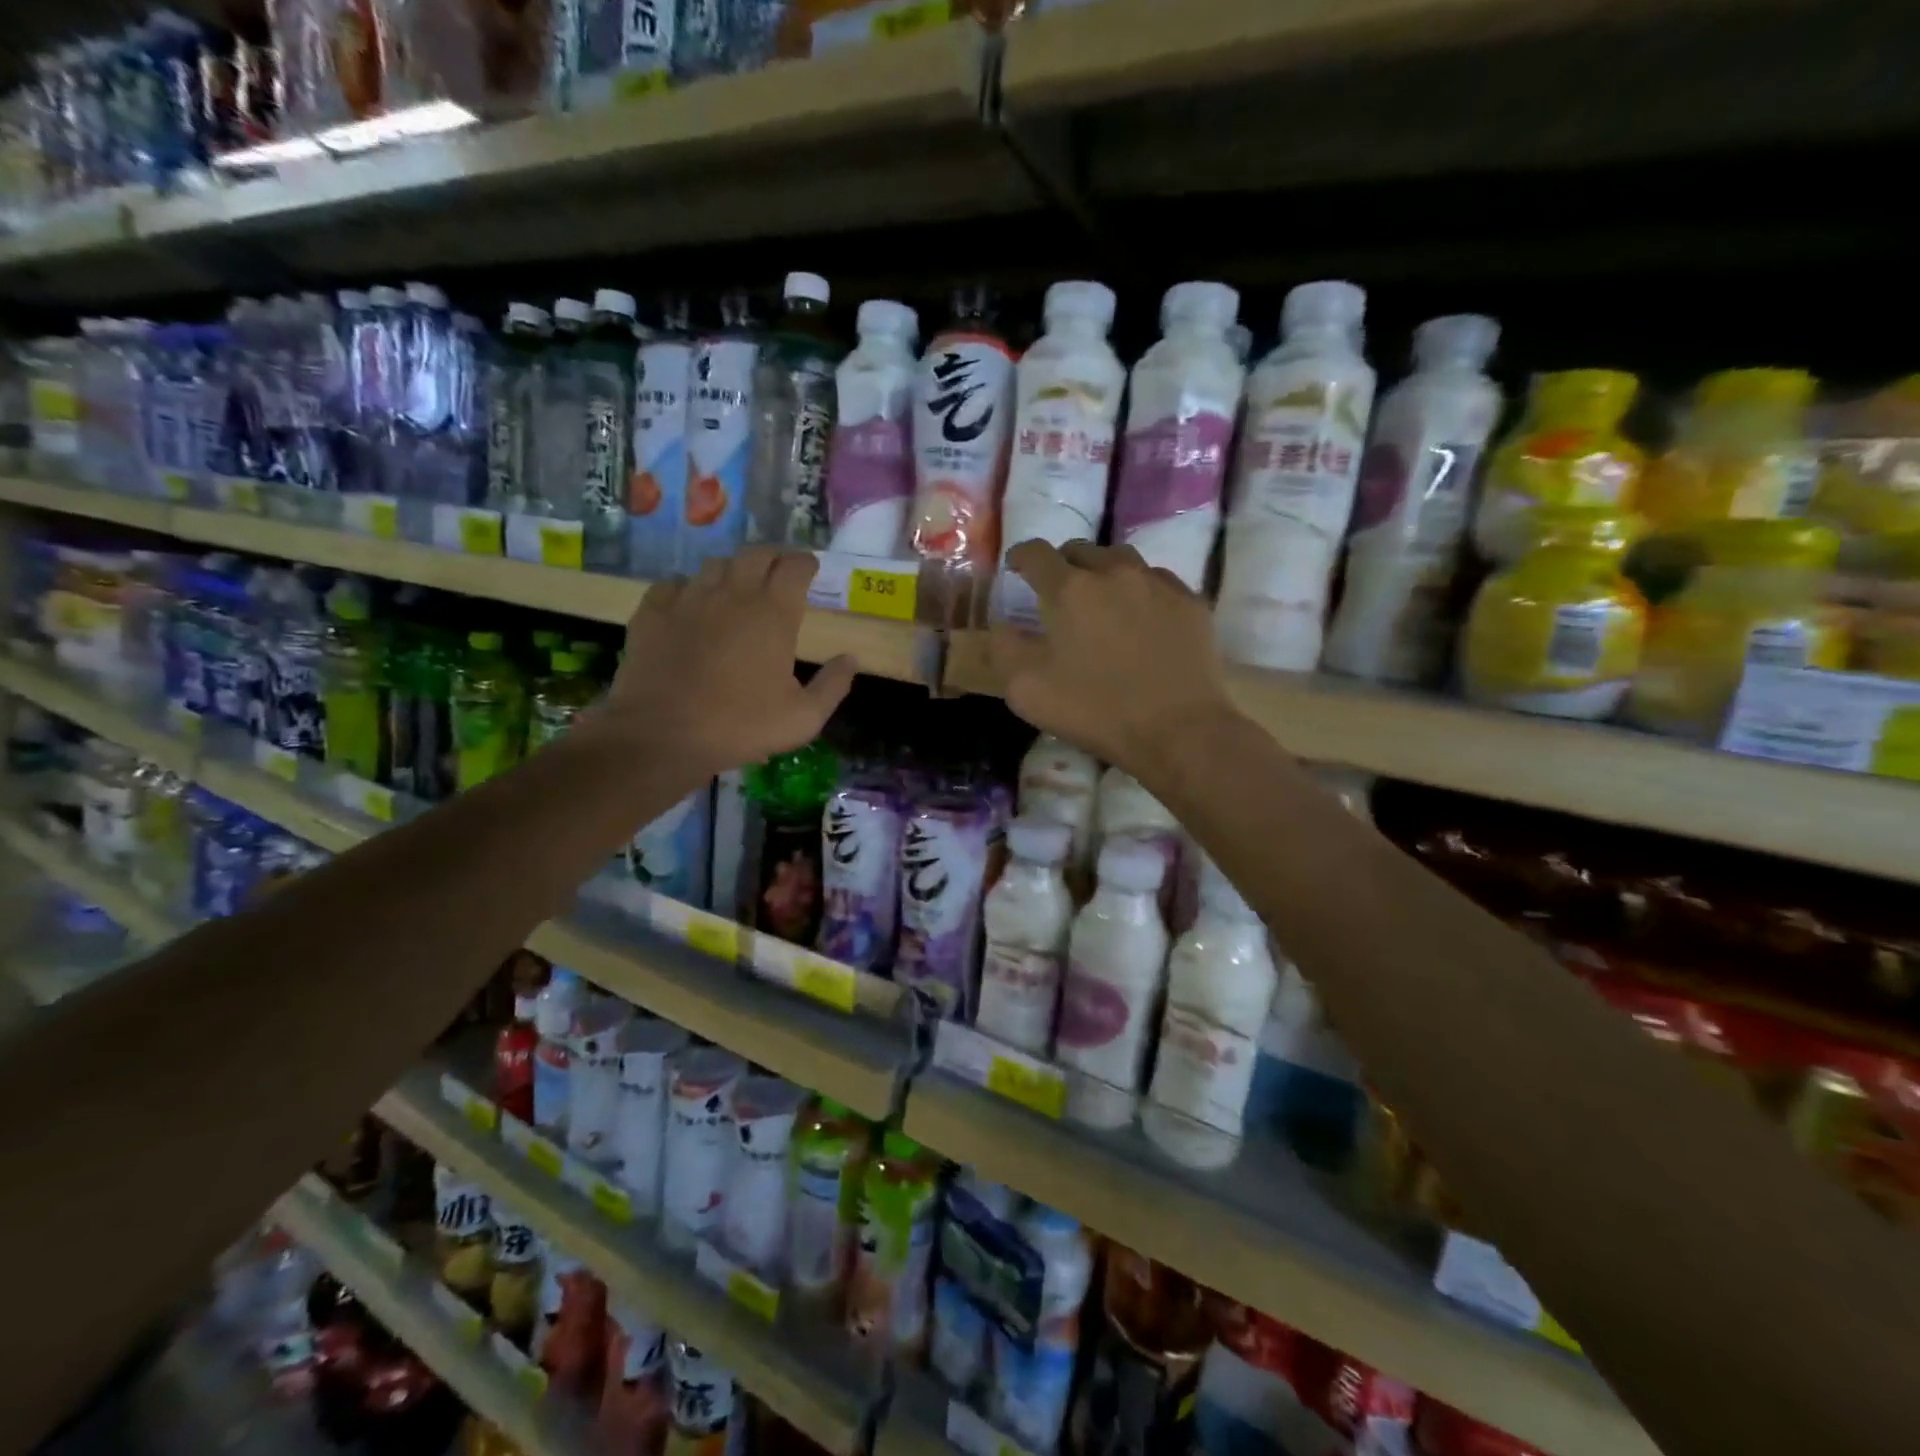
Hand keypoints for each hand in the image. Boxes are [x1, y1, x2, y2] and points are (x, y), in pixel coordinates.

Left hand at [595, 548, 854, 775]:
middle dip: (773, 557)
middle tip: (779, 572)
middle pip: (756, 554)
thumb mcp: (803, 718)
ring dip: (733, 570)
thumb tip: (851, 658)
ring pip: (716, 564)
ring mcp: (689, 598)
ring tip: (737, 587)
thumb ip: (833, 685)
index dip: (806, 563)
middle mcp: (733, 594)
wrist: (662, 736)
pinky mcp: (653, 611)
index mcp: (774, 614)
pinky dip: (689, 588)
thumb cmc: (741, 727)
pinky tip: (691, 606)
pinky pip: (674, 583)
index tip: (810, 570)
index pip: (795, 567)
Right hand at [990, 541, 1239, 782]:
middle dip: (1063, 564)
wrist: (1178, 730)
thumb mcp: (1028, 690)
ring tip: (1101, 598)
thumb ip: (1004, 649)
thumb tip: (1001, 626)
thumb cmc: (1096, 710)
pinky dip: (1140, 590)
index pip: (1036, 553)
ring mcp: (1158, 583)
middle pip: (1081, 550)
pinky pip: (1157, 581)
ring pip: (1122, 559)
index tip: (1016, 567)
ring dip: (1103, 572)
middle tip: (1058, 591)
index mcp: (1069, 589)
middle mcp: (1114, 572)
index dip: (1021, 556)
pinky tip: (1141, 616)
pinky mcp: (1190, 602)